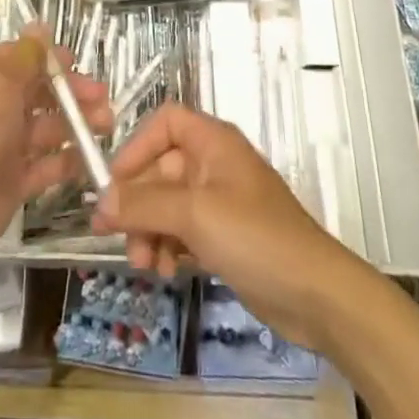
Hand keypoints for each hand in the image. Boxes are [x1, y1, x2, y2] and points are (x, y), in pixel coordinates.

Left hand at [0, 25, 111, 283]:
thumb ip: (25, 58)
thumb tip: (39, 25)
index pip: (21, 60)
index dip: (50, 60)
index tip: (78, 63)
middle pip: (39, 94)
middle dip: (72, 93)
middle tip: (103, 98)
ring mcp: (5, 147)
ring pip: (47, 129)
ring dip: (77, 124)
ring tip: (107, 125)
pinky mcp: (14, 183)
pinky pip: (46, 167)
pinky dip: (68, 161)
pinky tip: (91, 159)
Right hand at [89, 104, 365, 354]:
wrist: (316, 295)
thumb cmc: (256, 238)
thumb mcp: (195, 214)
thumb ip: (144, 204)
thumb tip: (101, 199)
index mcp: (213, 142)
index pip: (165, 123)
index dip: (137, 146)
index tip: (114, 182)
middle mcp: (215, 164)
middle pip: (161, 168)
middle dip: (137, 202)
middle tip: (112, 235)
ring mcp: (220, 202)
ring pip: (169, 204)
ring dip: (149, 230)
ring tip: (144, 263)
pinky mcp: (225, 237)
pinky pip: (183, 230)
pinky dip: (169, 246)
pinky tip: (165, 271)